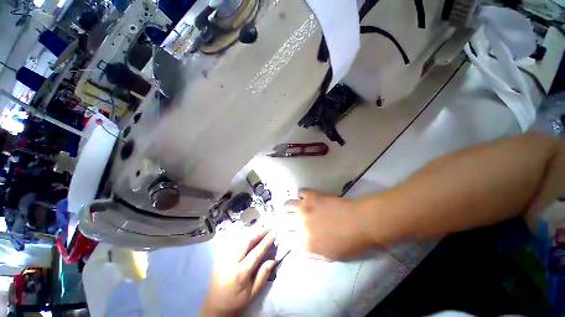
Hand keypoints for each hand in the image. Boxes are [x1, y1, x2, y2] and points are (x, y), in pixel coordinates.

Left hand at [200, 228, 276, 316]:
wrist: (215, 305)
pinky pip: (233, 240)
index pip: (256, 253)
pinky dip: (243, 234)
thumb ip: (263, 276)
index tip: (274, 233)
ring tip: (261, 226)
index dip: (266, 242)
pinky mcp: (220, 255)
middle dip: (259, 232)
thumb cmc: (236, 300)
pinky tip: (249, 231)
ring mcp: (224, 257)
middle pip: (246, 241)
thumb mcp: (252, 293)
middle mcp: (231, 262)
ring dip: (251, 231)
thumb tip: (273, 260)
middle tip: (268, 227)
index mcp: (240, 273)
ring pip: (239, 238)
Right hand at [285, 189, 375, 260]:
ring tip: (294, 207)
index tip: (288, 233)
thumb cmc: (347, 243)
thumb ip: (309, 252)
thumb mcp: (328, 257)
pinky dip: (301, 195)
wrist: (360, 222)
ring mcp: (304, 207)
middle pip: (282, 220)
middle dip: (284, 221)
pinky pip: (300, 191)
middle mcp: (299, 224)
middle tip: (289, 219)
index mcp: (303, 242)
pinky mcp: (311, 195)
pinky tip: (306, 198)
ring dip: (288, 207)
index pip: (285, 239)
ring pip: (286, 204)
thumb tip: (298, 245)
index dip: (285, 236)